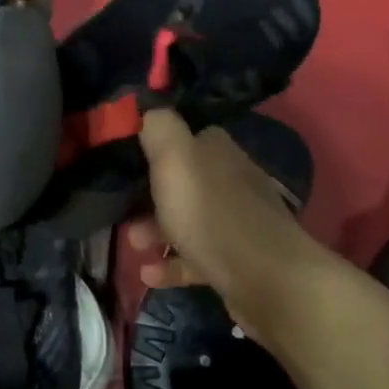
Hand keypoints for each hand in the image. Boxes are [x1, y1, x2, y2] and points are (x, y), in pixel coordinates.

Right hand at [126, 108, 324, 339]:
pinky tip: (148, 273)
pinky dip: (171, 264)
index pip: (185, 134)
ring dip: (155, 229)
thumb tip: (149, 107)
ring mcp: (235, 223)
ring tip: (132, 243)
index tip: (123, 153)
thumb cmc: (212, 214)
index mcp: (218, 151)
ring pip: (187, 219)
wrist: (268, 281)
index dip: (154, 141)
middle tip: (120, 205)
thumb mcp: (174, 159)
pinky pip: (196, 258)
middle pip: (183, 180)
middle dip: (148, 193)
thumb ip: (159, 127)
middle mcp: (230, 181)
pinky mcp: (236, 261)